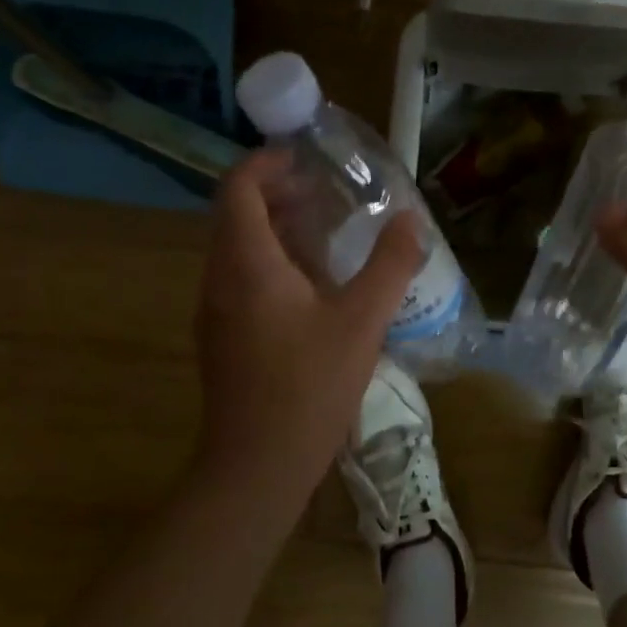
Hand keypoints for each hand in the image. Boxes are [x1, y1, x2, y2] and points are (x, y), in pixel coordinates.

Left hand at [190, 149, 424, 525]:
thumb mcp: (362, 321)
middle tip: (324, 191)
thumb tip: (411, 220)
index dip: (265, 163)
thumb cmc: (308, 387)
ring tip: (323, 230)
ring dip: (274, 227)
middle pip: (235, 214)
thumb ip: (390, 265)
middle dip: (276, 192)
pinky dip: (269, 260)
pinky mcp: (221, 336)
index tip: (304, 159)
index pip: (237, 188)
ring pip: (236, 247)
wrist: (256, 467)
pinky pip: (239, 277)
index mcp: (246, 264)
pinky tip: (311, 285)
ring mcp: (214, 310)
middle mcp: (219, 278)